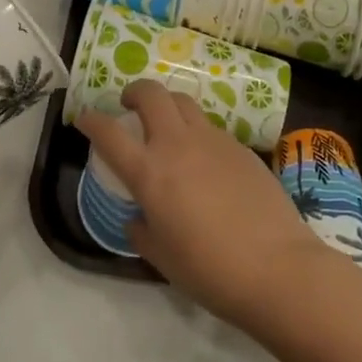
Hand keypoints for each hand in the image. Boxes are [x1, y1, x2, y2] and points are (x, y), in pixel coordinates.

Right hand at [77, 80, 330, 329]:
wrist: (277, 267)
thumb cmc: (210, 270)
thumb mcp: (162, 258)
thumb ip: (142, 232)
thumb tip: (138, 219)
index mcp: (149, 172)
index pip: (109, 133)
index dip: (91, 121)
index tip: (84, 119)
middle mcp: (178, 145)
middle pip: (151, 94)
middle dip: (135, 92)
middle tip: (129, 106)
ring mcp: (213, 140)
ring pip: (184, 102)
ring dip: (167, 104)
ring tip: (167, 125)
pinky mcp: (241, 147)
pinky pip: (210, 126)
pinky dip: (197, 130)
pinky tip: (203, 157)